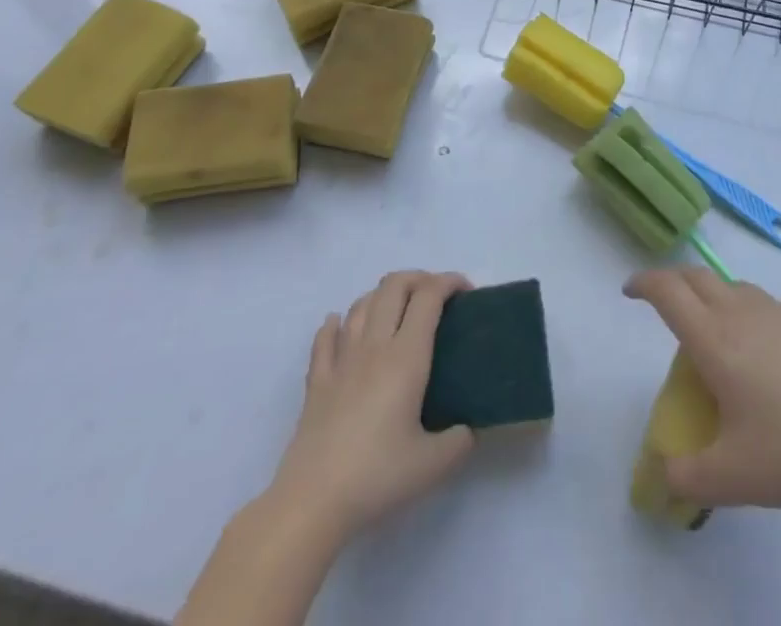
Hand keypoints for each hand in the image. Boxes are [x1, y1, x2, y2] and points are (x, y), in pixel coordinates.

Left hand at [268, 271, 475, 538]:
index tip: (465, 291)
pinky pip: (325, 337)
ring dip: (383, 295)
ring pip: (362, 304)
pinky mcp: (317, 381)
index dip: (448, 282)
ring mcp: (341, 360)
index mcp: (406, 357)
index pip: (428, 297)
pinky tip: (340, 325)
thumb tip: (467, 429)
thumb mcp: (432, 465)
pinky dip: (336, 323)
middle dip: (419, 278)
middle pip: (394, 286)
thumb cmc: (376, 476)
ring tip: (397, 310)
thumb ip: (458, 441)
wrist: (313, 501)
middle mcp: (374, 346)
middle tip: (436, 296)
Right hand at [626, 267, 780, 510]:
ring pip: (738, 289)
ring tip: (725, 334)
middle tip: (667, 303)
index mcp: (715, 340)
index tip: (630, 291)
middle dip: (674, 283)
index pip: (667, 292)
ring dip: (720, 299)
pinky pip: (779, 307)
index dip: (644, 283)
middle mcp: (743, 312)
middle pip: (698, 277)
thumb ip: (687, 476)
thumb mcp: (732, 478)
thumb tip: (662, 474)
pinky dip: (766, 319)